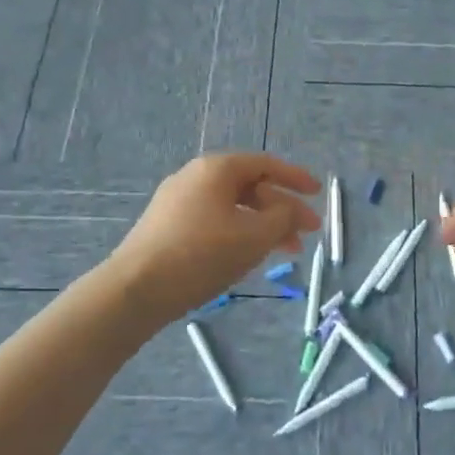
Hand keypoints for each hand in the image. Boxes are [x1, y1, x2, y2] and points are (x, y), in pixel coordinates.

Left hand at [108, 153, 321, 325]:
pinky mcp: (167, 227)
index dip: (295, 178)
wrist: (136, 289)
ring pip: (233, 207)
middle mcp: (195, 177)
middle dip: (282, 209)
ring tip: (287, 251)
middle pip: (250, 187)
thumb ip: (282, 218)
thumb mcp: (254, 236)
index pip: (265, 164)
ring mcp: (177, 202)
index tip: (318, 193)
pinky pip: (214, 221)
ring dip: (263, 225)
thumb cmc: (201, 255)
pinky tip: (250, 256)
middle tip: (307, 233)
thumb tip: (290, 210)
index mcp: (216, 169)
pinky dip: (239, 233)